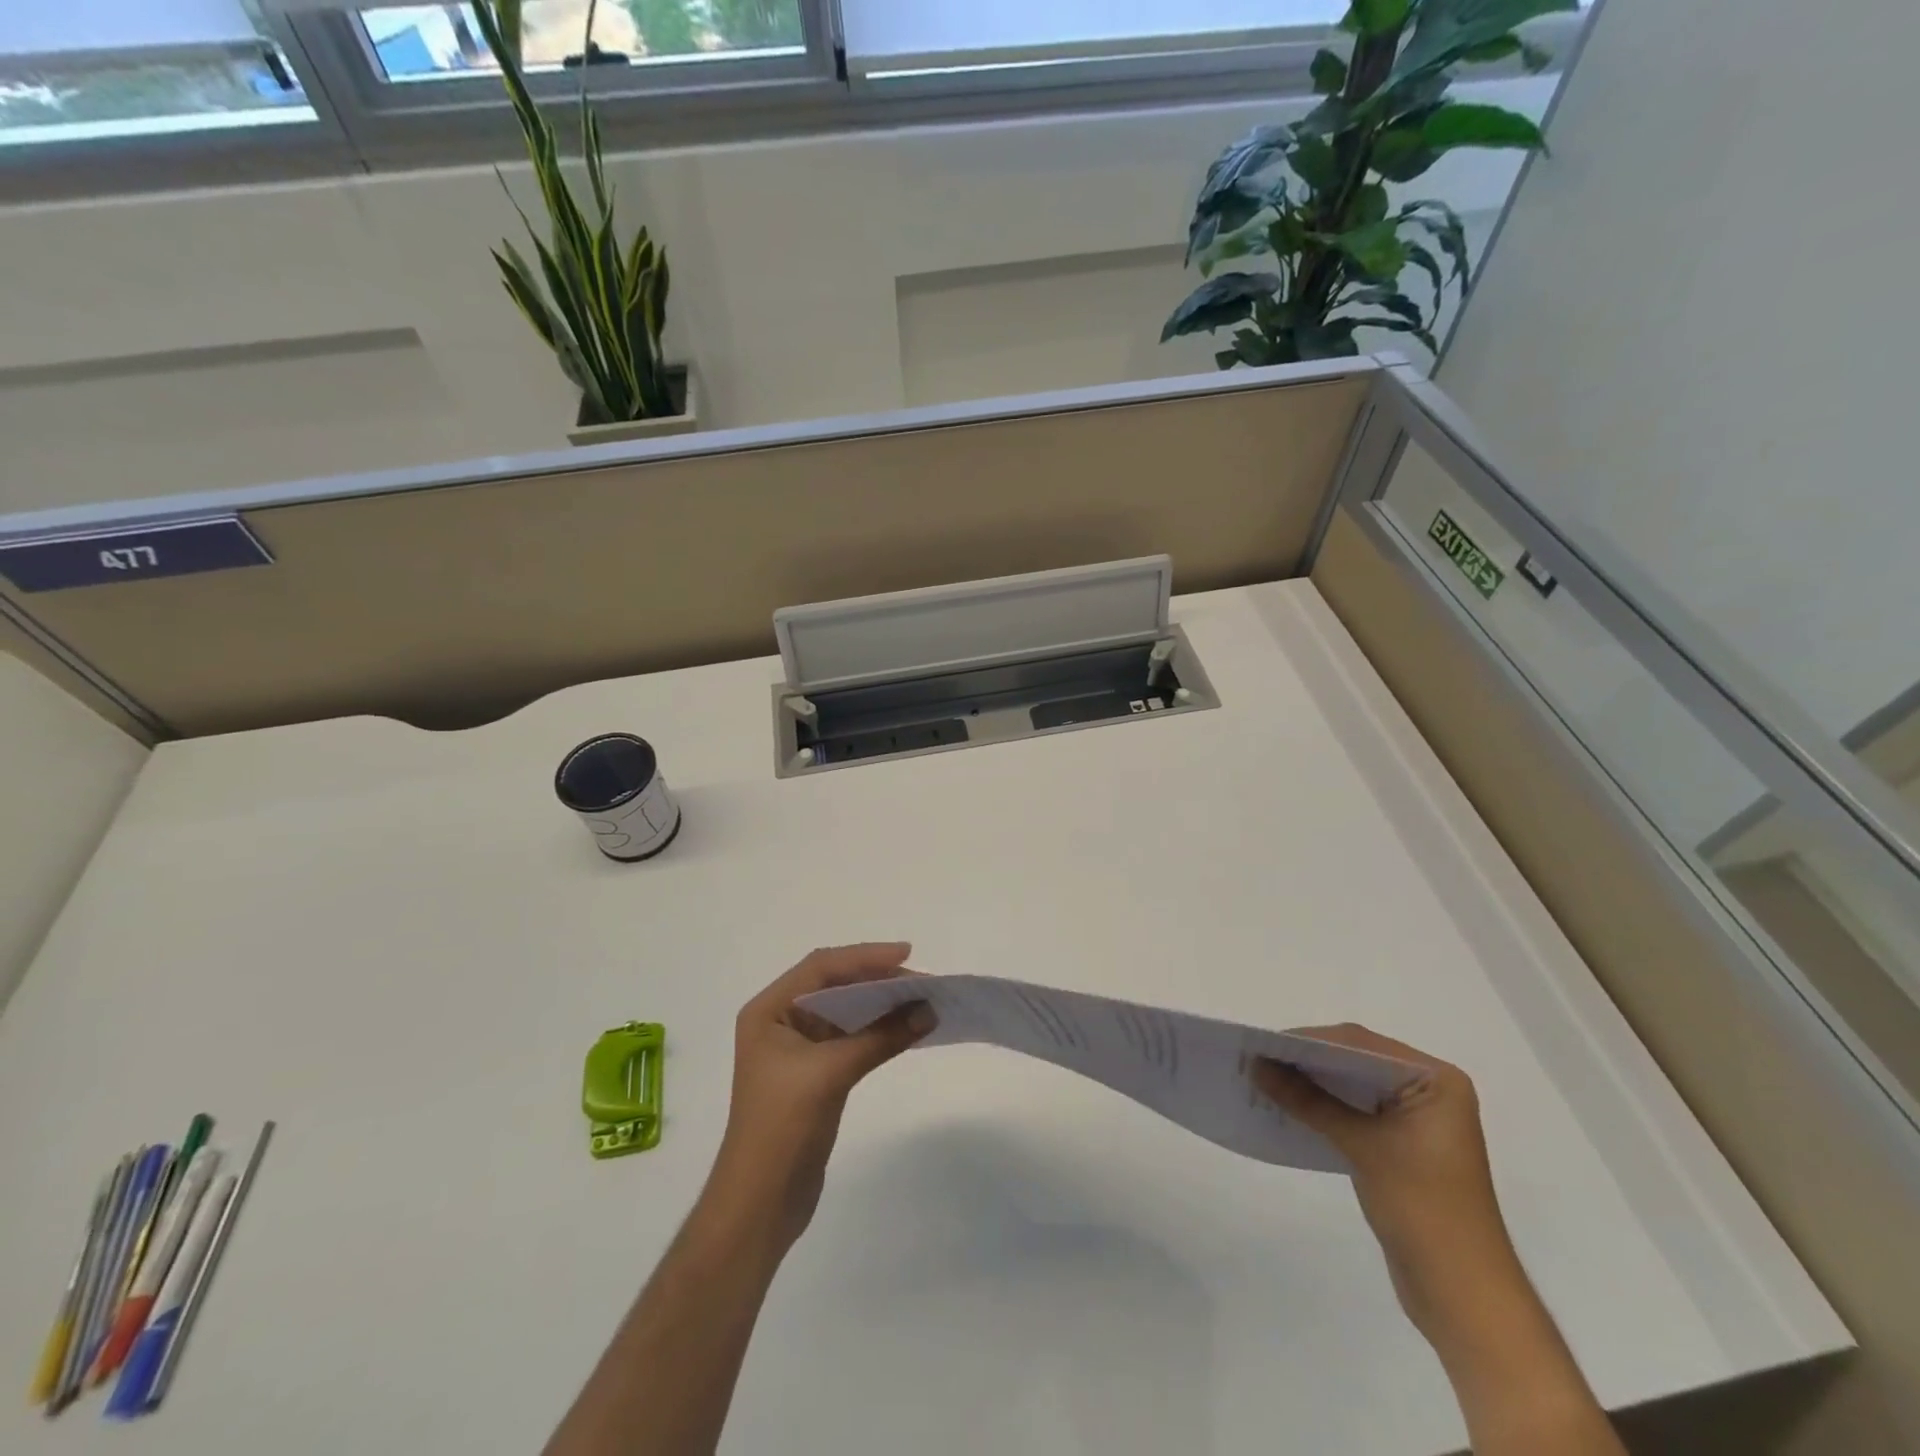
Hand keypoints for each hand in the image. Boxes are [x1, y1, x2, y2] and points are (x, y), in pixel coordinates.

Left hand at [708, 943, 934, 1252]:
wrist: (760, 1203)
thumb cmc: (782, 1127)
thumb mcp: (831, 1073)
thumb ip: (881, 1037)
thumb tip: (929, 1010)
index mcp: (769, 1010)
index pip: (821, 967)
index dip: (865, 957)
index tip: (907, 954)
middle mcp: (781, 1020)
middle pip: (835, 984)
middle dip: (877, 979)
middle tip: (922, 980)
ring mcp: (798, 1048)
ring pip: (845, 1010)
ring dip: (880, 1004)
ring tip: (920, 1000)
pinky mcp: (816, 1073)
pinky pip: (851, 1037)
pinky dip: (878, 1030)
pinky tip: (905, 1029)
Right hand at [1254, 1025, 1524, 1343]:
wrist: (1463, 1295)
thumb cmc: (1423, 1209)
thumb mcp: (1362, 1146)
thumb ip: (1308, 1100)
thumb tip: (1256, 1065)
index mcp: (1437, 1080)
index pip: (1361, 1044)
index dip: (1310, 1041)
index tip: (1264, 1044)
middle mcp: (1429, 1091)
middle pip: (1356, 1060)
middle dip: (1308, 1061)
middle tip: (1258, 1058)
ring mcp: (1415, 1119)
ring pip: (1352, 1085)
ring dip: (1311, 1083)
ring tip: (1265, 1079)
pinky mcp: (1400, 1144)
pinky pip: (1354, 1111)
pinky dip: (1322, 1107)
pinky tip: (1289, 1108)